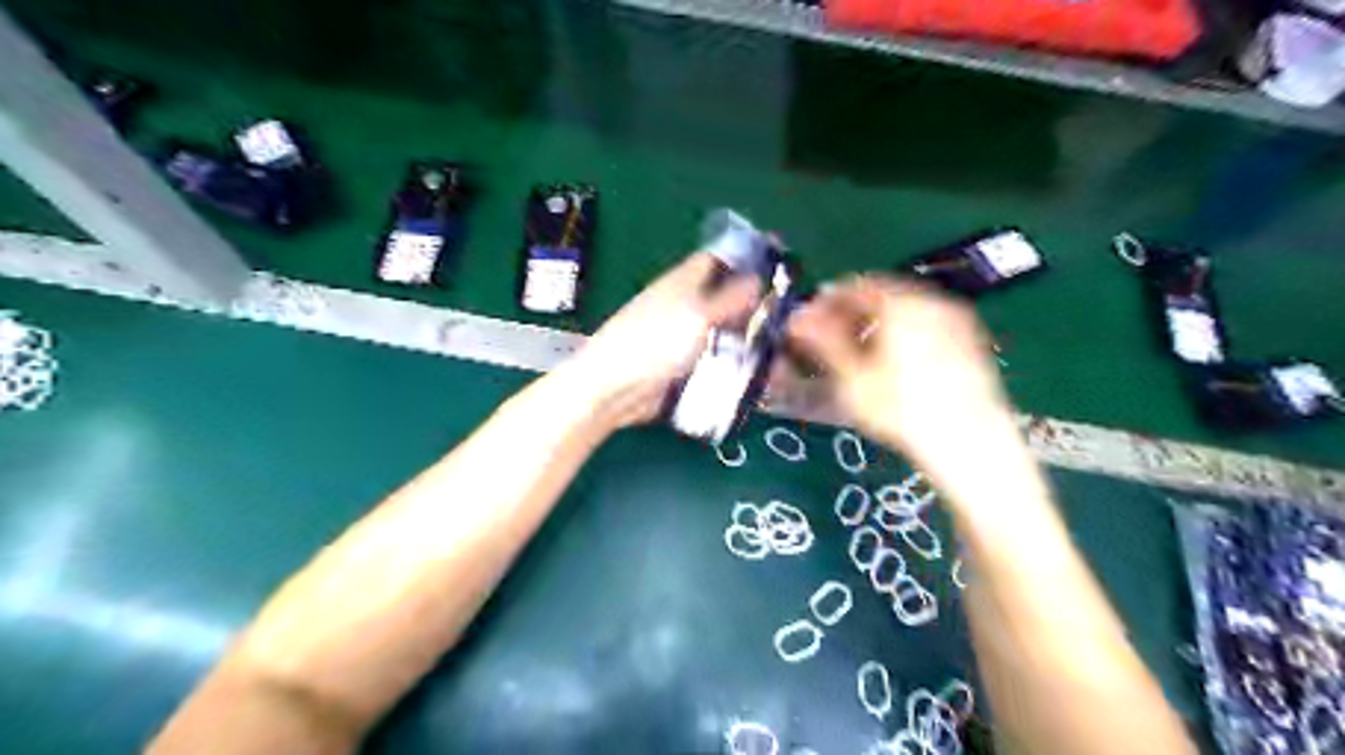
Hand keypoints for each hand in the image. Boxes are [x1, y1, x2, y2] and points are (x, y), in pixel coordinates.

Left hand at [564, 252, 760, 426]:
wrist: (616, 389)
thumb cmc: (654, 343)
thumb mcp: (698, 316)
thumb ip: (730, 298)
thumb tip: (759, 278)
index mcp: (683, 282)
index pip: (717, 259)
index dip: (745, 258)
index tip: (778, 266)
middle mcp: (683, 305)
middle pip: (723, 297)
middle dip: (752, 305)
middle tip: (787, 318)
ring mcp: (681, 337)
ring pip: (721, 331)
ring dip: (745, 338)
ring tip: (779, 349)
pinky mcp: (681, 366)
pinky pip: (713, 360)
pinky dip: (732, 364)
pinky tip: (756, 373)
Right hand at [786, 276, 1012, 464]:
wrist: (969, 442)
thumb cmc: (901, 408)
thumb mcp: (853, 377)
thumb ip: (823, 340)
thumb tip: (797, 317)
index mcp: (902, 302)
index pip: (855, 286)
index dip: (826, 302)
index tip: (808, 323)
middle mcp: (933, 301)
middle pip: (882, 296)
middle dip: (851, 315)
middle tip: (828, 341)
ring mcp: (956, 321)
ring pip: (905, 312)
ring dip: (876, 326)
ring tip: (855, 356)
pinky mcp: (970, 343)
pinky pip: (926, 326)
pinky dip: (902, 336)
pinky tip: (891, 365)